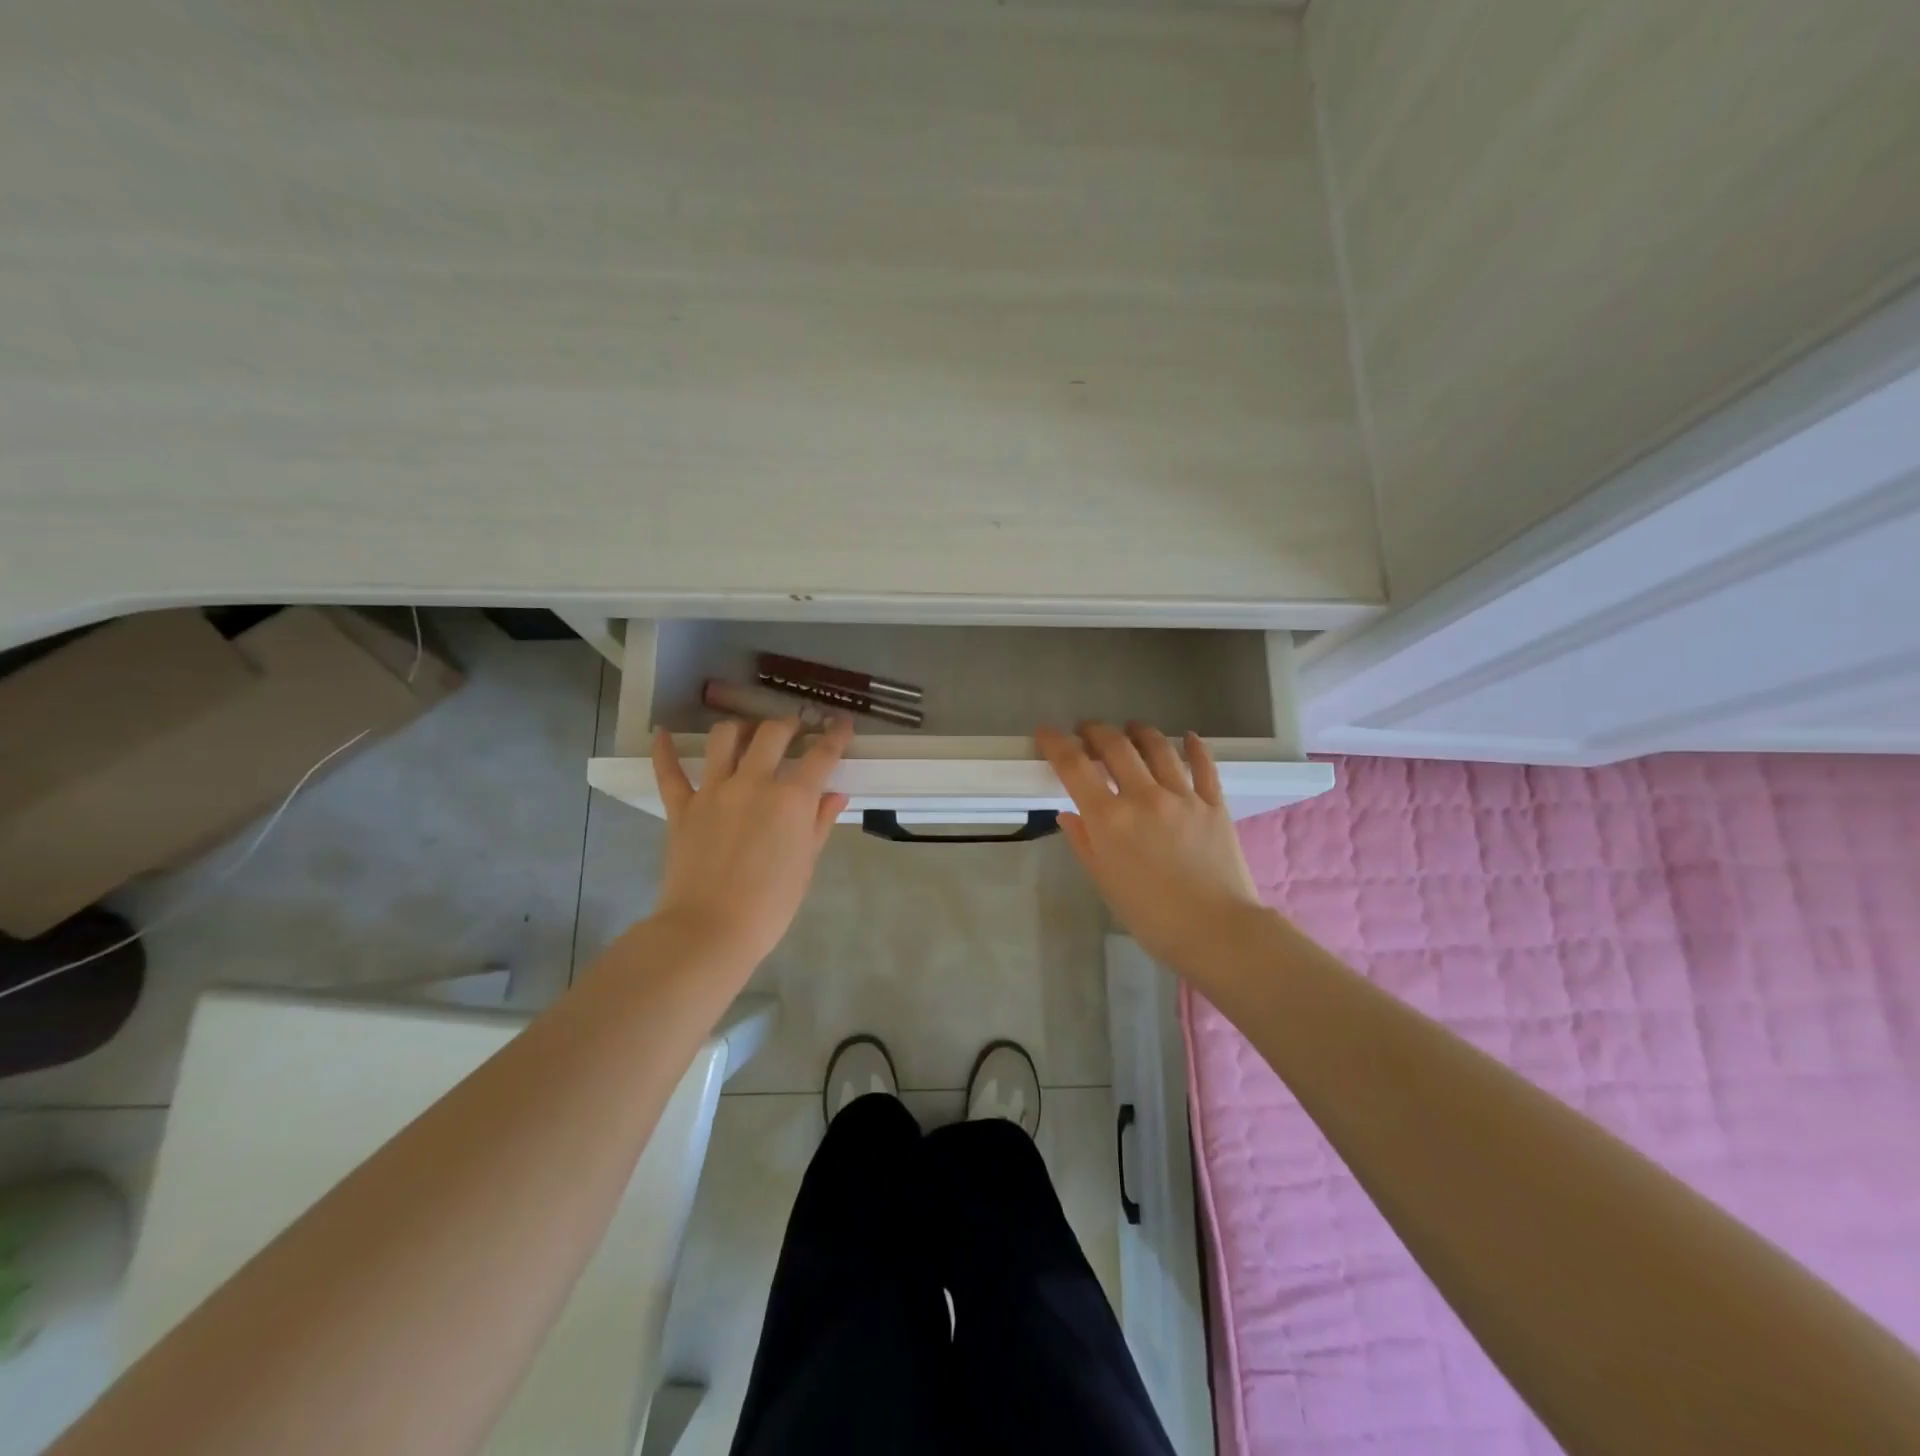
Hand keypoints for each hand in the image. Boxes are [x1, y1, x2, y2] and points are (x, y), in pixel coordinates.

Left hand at [650, 718, 852, 969]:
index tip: (841, 723)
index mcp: (792, 798)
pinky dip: (664, 750)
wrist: (711, 929)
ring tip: (747, 732)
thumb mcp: (806, 864)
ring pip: (724, 738)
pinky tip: (663, 734)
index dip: (836, 735)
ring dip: (740, 727)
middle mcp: (754, 782)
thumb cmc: (771, 904)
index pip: (821, 755)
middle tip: (794, 729)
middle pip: (772, 733)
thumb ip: (820, 823)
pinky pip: (669, 772)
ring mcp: (714, 791)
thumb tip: (836, 794)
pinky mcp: (681, 807)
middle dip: (788, 724)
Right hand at [1038, 722, 1264, 977]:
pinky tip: (1188, 738)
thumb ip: (1085, 843)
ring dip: (1139, 732)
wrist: (1217, 932)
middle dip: (1096, 730)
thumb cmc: (1151, 916)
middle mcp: (1144, 797)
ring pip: (1158, 747)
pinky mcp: (1214, 804)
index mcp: (1109, 819)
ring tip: (1131, 729)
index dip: (1056, 744)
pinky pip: (1204, 766)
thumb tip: (1069, 814)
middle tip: (1087, 731)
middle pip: (1116, 745)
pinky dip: (1194, 747)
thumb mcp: (1106, 882)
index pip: (1074, 767)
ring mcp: (1183, 796)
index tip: (1046, 733)